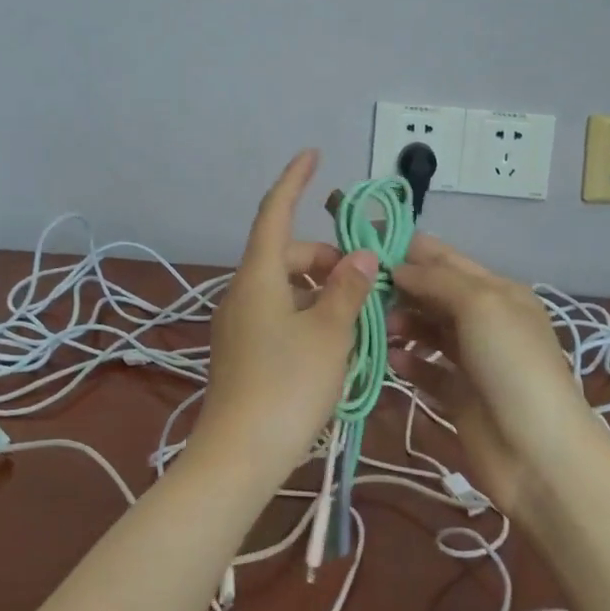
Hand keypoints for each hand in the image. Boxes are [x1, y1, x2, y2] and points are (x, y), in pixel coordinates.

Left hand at [188, 151, 379, 490]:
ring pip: (288, 289)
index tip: (312, 153)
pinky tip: (337, 344)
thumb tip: (363, 256)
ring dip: (324, 292)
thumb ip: (348, 289)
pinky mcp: (242, 351)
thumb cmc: (288, 386)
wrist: (238, 457)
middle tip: (371, 284)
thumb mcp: (330, 334)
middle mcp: (243, 292)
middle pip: (289, 255)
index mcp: (259, 277)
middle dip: (329, 258)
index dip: (294, 180)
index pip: (275, 213)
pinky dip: (310, 315)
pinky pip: (280, 315)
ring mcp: (239, 323)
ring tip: (362, 320)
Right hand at [387, 234, 603, 516]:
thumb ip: (437, 280)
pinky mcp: (458, 397)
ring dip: (400, 323)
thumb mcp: (481, 306)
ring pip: (427, 330)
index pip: (446, 259)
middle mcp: (485, 321)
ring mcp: (472, 361)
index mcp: (498, 292)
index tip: (364, 244)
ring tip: (375, 327)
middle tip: (360, 290)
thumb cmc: (512, 365)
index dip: (408, 249)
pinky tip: (390, 360)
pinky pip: (426, 370)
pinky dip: (407, 362)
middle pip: (433, 294)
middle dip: (399, 287)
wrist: (539, 454)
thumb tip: (398, 268)